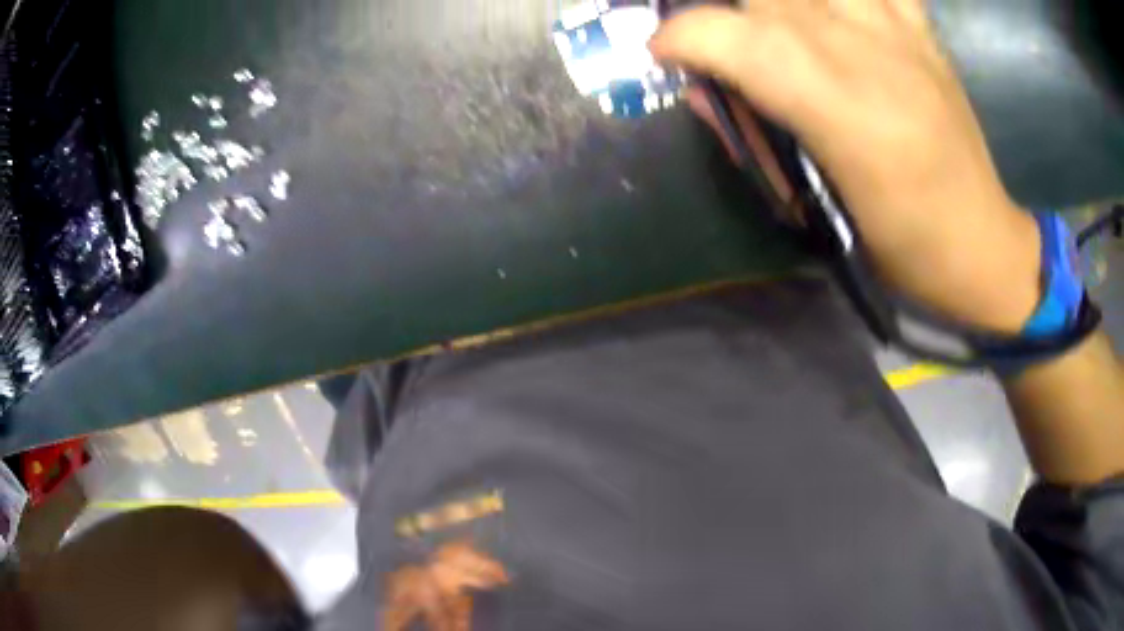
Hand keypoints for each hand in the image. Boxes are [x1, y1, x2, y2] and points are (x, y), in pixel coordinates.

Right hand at [650, 0, 1041, 332]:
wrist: (980, 243)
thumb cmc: (902, 243)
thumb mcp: (820, 205)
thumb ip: (758, 135)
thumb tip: (704, 89)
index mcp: (837, 108)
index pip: (733, 37)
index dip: (681, 35)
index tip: (664, 52)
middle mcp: (865, 50)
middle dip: (721, 7)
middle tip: (716, 31)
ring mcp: (898, 31)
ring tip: (771, 22)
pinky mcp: (923, 31)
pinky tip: (832, 11)